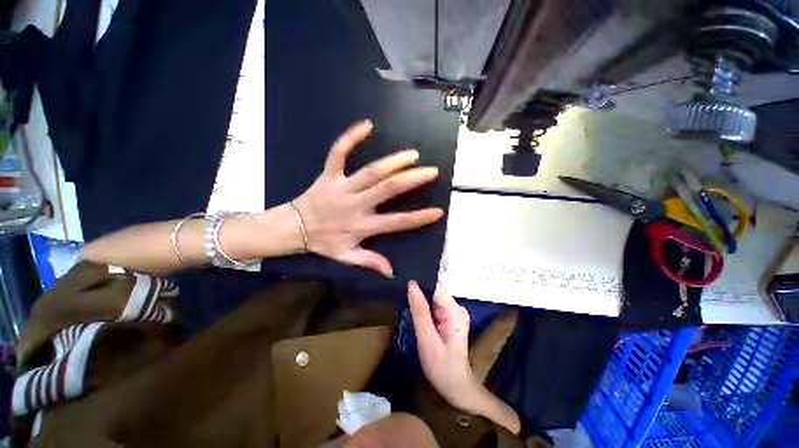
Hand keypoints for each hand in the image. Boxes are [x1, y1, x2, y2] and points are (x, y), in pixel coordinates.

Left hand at [293, 121, 443, 277]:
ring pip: (370, 172)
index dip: (418, 218)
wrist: (293, 228)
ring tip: (412, 154)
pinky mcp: (329, 174)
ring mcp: (342, 187)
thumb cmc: (323, 242)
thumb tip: (392, 272)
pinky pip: (338, 153)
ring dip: (393, 162)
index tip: (438, 211)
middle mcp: (355, 205)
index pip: (396, 223)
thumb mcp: (346, 257)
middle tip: (431, 171)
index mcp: (362, 226)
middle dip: (411, 180)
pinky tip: (367, 125)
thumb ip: (370, 262)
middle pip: (387, 190)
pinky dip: (350, 138)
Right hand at [407, 281, 480, 409]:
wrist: (456, 387)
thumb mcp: (427, 339)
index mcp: (455, 311)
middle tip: (401, 294)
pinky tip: (415, 311)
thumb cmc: (441, 367)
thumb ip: (419, 311)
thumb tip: (411, 285)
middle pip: (435, 291)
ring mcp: (454, 312)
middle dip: (419, 291)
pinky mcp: (449, 317)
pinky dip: (424, 308)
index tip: (403, 282)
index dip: (420, 283)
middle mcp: (457, 307)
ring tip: (405, 301)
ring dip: (420, 300)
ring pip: (433, 298)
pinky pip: (434, 305)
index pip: (436, 287)